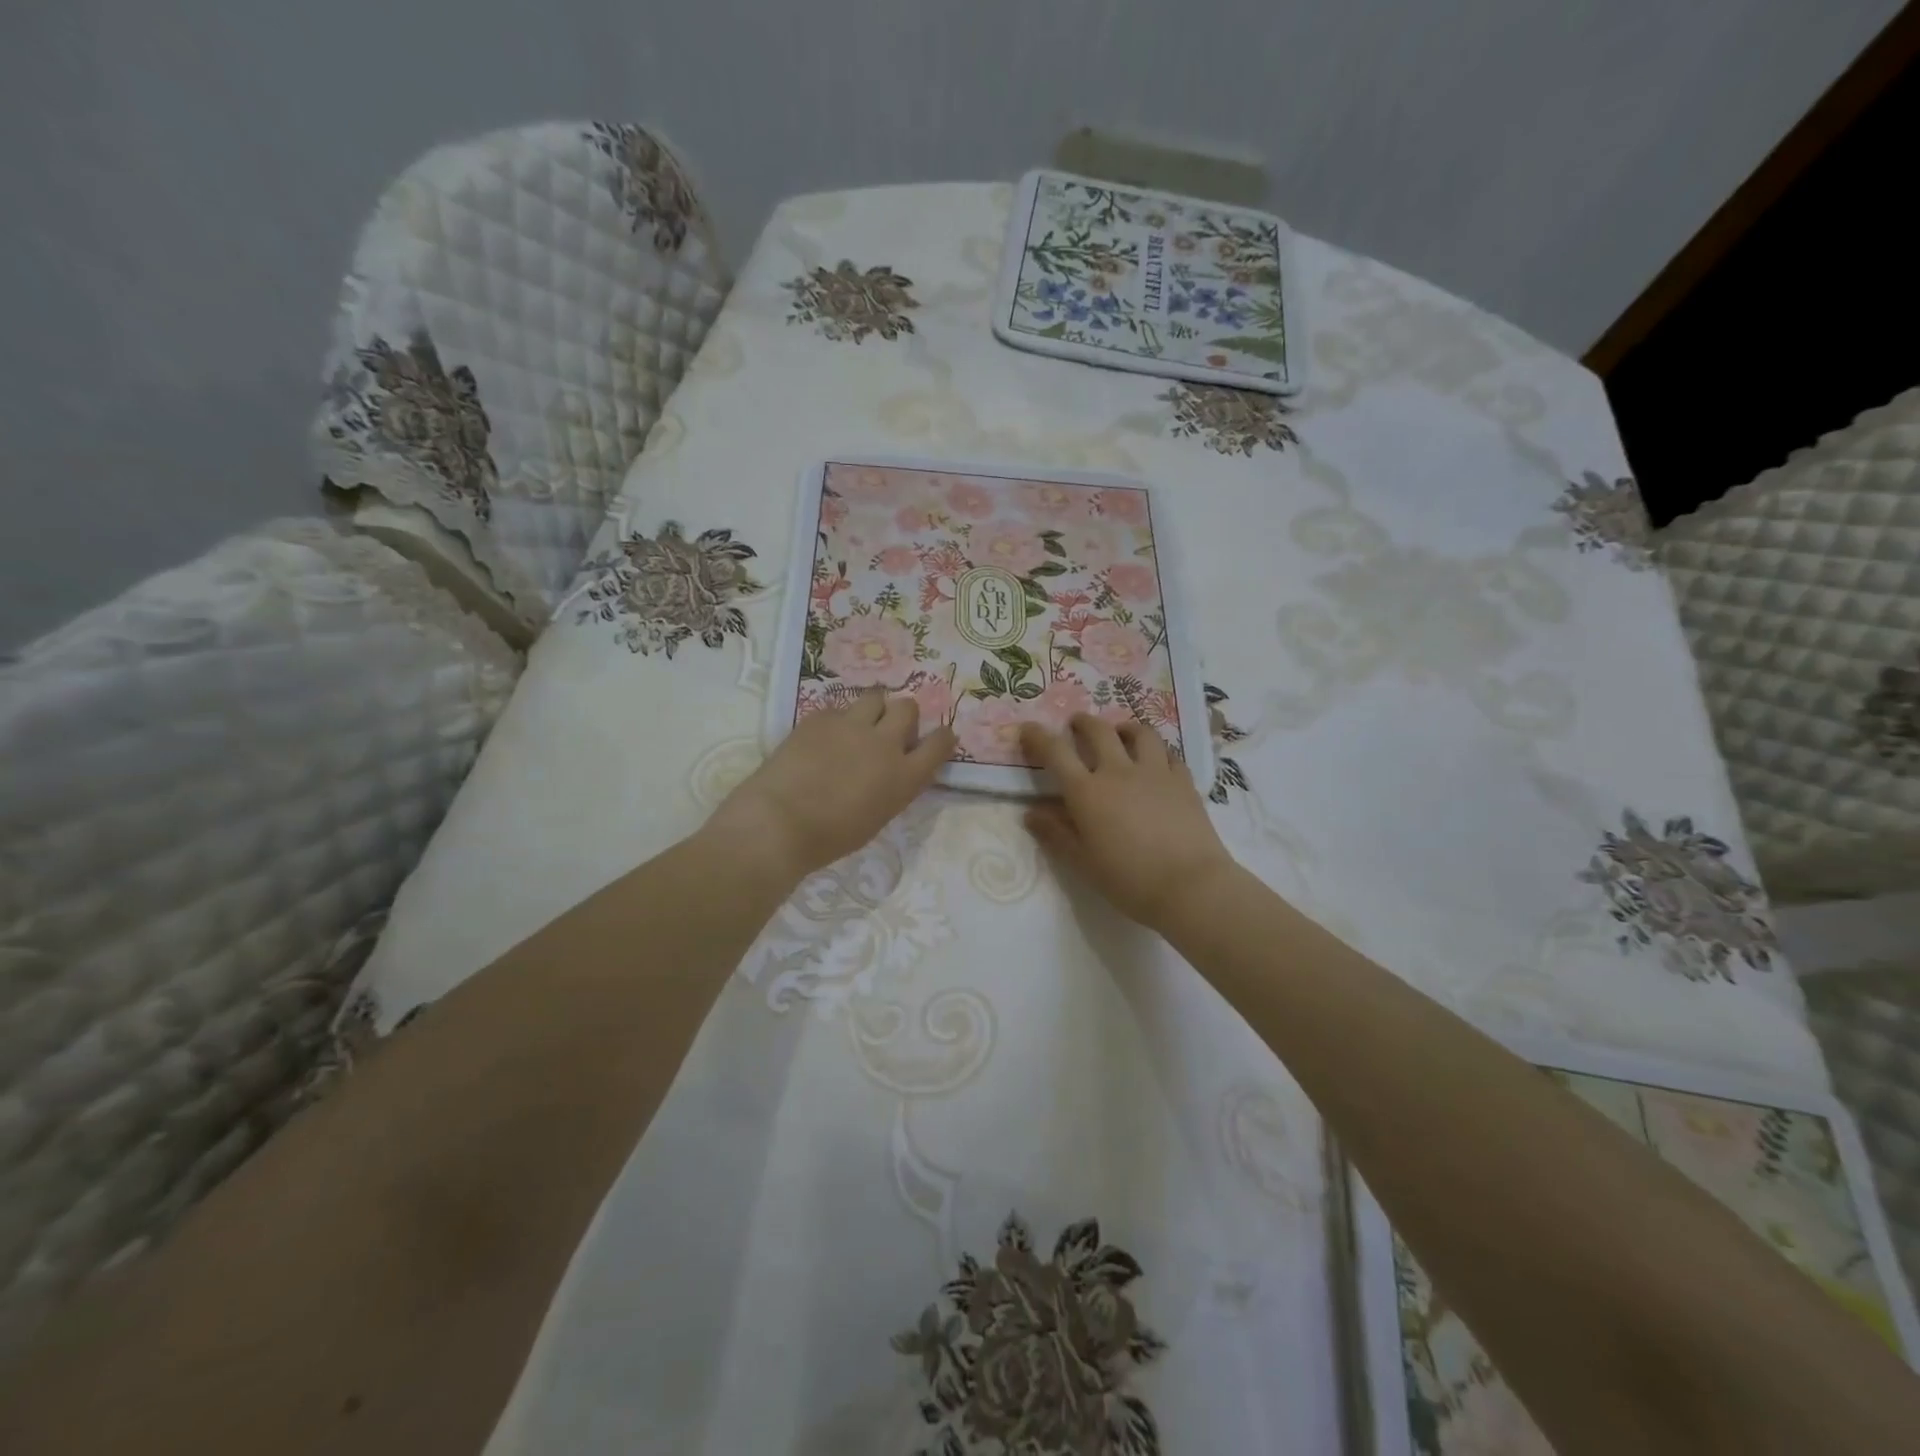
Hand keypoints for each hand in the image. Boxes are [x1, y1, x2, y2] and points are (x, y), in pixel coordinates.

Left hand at [705, 690, 953, 883]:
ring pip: (875, 697)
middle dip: (902, 716)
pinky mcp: (820, 717)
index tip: (938, 737)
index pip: (940, 743)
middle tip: (888, 731)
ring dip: (873, 709)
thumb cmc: (830, 837)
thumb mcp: (877, 817)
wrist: (780, 822)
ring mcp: (852, 726)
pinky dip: (837, 720)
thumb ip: (892, 788)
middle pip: (908, 708)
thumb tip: (891, 772)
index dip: (942, 737)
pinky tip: (822, 738)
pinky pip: (838, 708)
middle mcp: (884, 744)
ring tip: (858, 725)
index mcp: (904, 777)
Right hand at [1020, 715, 1235, 931]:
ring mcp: (1155, 772)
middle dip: (1083, 723)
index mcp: (1088, 792)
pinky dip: (1157, 751)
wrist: (1190, 886)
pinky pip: (1169, 753)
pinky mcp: (1183, 781)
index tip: (1028, 729)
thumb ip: (1055, 834)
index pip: (1056, 752)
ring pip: (1140, 732)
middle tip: (1076, 724)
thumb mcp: (1083, 863)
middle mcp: (1119, 771)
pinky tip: (1156, 760)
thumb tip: (1031, 813)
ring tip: (1120, 732)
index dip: (1038, 737)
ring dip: (1124, 727)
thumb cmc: (1129, 880)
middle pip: (1098, 731)